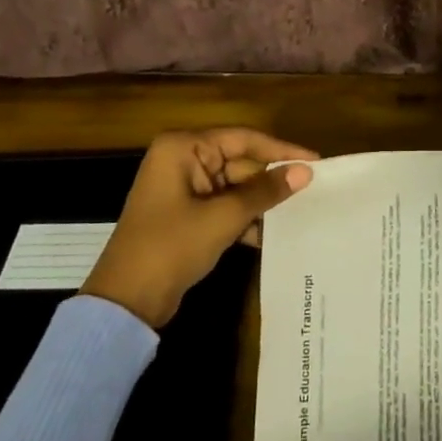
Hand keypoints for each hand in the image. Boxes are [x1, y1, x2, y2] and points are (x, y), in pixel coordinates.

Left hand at [82, 128, 318, 328]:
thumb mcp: (224, 217)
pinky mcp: (186, 214)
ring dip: (261, 202)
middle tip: (312, 191)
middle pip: (240, 162)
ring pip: (235, 186)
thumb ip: (265, 191)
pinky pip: (224, 205)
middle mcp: (182, 160)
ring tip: (299, 212)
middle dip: (271, 180)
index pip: (243, 138)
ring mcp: (183, 188)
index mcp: (183, 148)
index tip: (315, 161)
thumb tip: (305, 172)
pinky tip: (271, 234)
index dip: (281, 150)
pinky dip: (245, 218)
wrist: (126, 301)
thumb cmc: (172, 246)